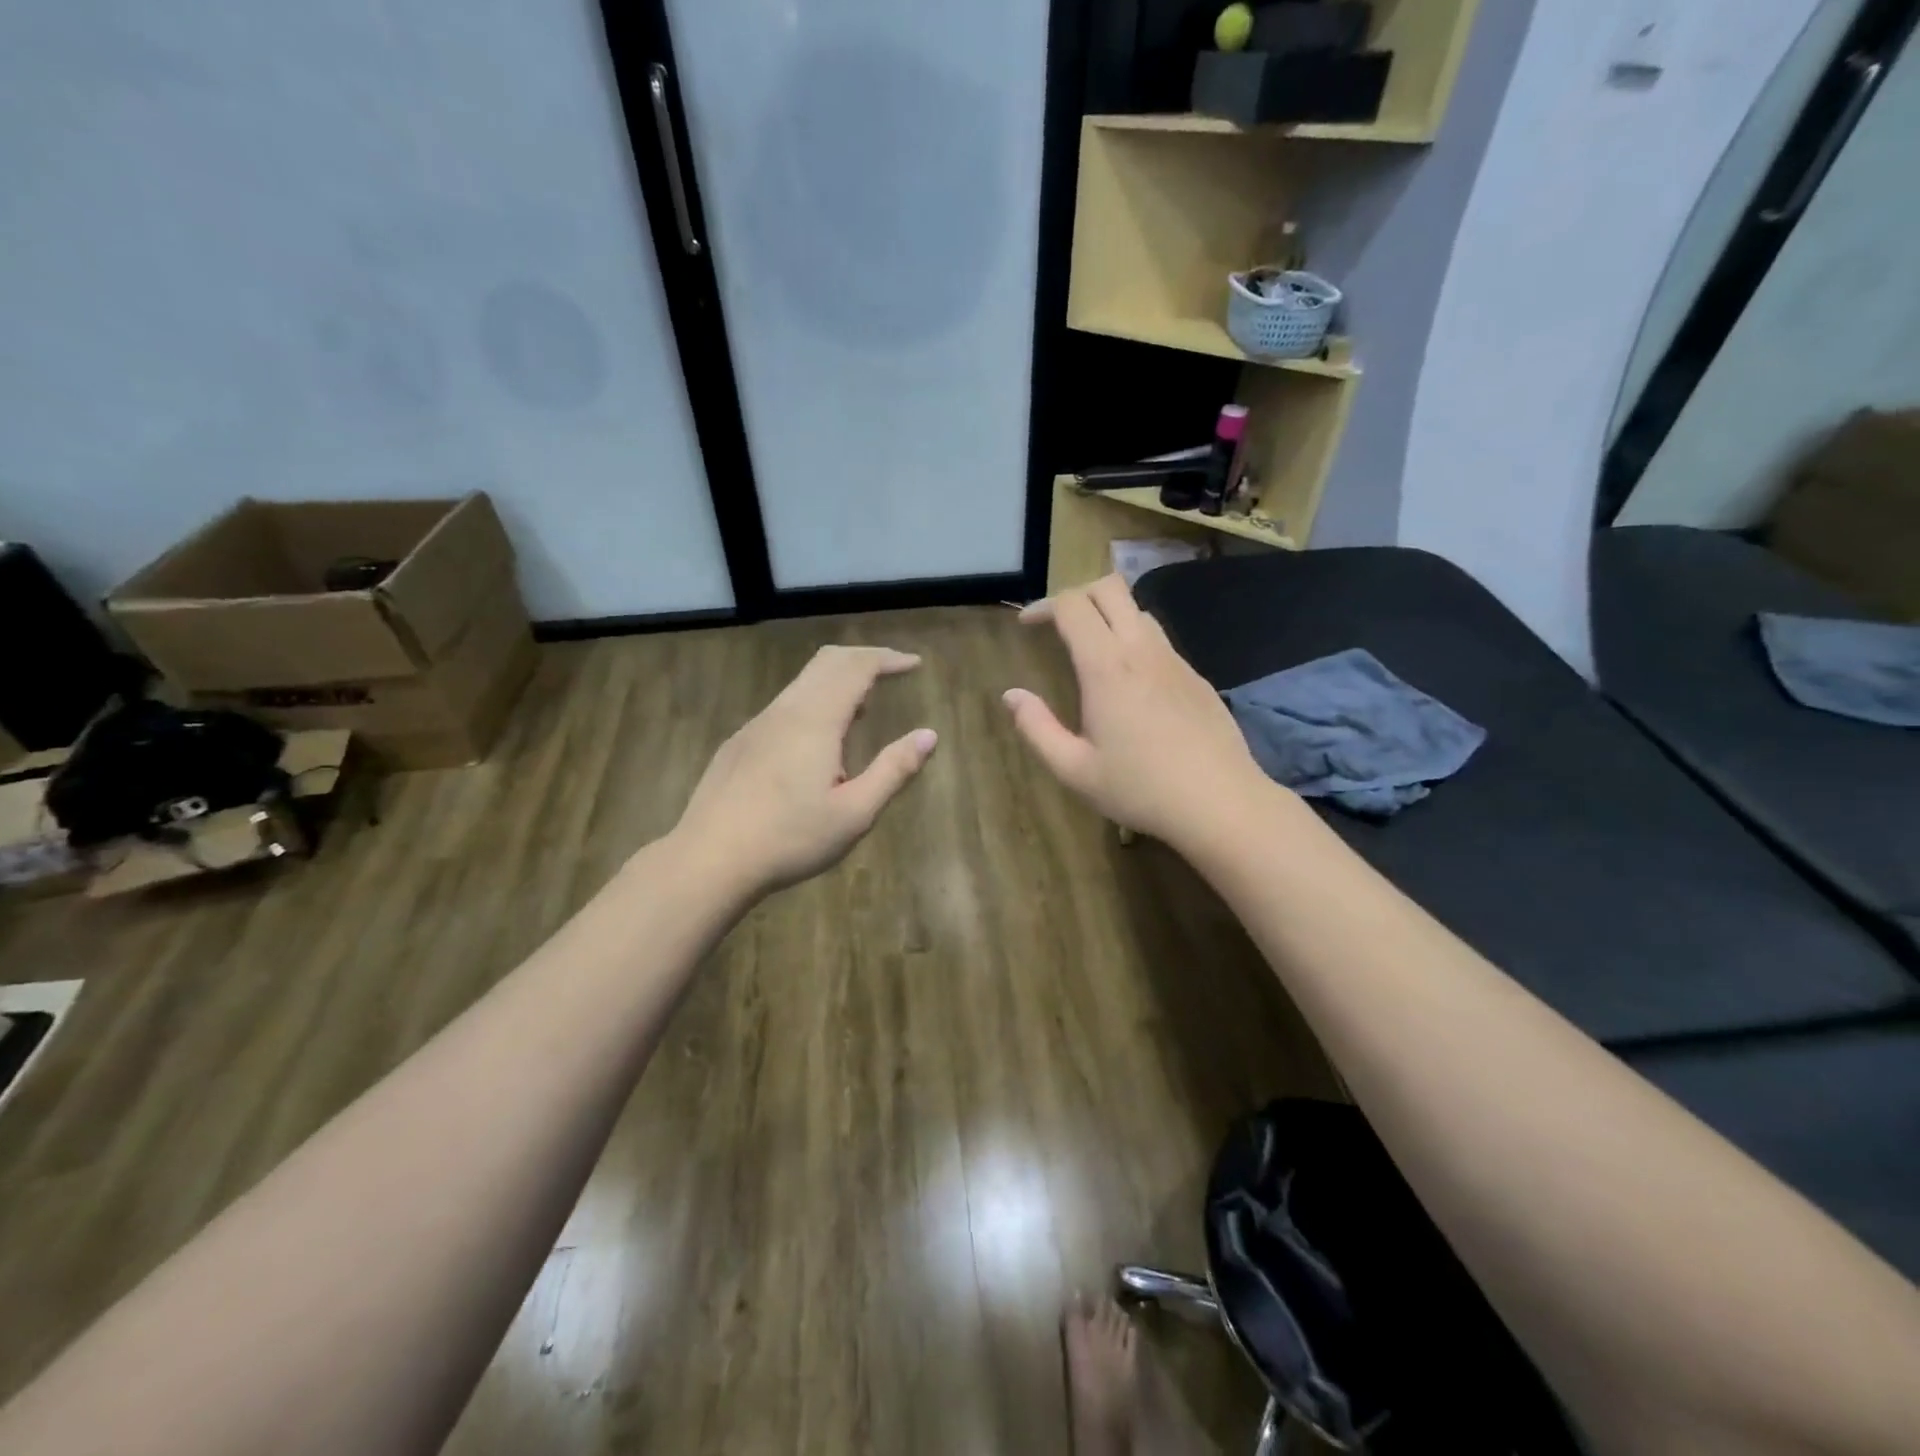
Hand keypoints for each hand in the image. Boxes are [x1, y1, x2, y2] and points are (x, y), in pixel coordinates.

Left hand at [675, 646, 937, 897]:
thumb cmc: (789, 839)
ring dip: (838, 682)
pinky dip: (815, 702)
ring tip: (864, 710)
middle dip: (864, 659)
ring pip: (803, 682)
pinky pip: (785, 706)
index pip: (857, 667)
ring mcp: (757, 725)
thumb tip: (928, 736)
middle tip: (893, 671)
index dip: (888, 659)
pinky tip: (818, 743)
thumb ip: (894, 770)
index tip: (914, 664)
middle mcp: (785, 710)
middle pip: (827, 661)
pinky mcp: (740, 743)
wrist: (708, 859)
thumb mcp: (855, 813)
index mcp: (816, 720)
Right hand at [1003, 575, 1272, 844]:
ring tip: (1092, 651)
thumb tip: (1011, 696)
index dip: (1044, 605)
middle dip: (1078, 595)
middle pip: (1110, 588)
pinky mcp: (1196, 677)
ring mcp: (1175, 661)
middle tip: (1059, 626)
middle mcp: (1142, 650)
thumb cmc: (1140, 788)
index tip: (1027, 625)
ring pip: (1138, 610)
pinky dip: (1135, 641)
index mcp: (1107, 667)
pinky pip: (1159, 641)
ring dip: (1109, 616)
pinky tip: (1130, 684)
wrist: (1220, 802)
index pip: (1073, 606)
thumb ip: (1037, 728)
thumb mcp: (1075, 769)